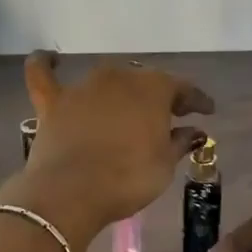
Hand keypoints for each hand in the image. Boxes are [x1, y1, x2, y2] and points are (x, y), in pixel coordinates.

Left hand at [18, 52, 212, 231]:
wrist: (71, 193)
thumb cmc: (128, 179)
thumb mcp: (164, 165)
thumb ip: (179, 142)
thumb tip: (193, 131)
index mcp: (153, 88)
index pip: (182, 88)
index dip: (197, 100)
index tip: (207, 111)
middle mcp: (119, 77)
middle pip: (144, 82)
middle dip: (158, 96)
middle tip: (169, 115)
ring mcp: (83, 87)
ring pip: (106, 80)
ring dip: (119, 92)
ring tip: (127, 107)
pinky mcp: (52, 102)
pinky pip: (43, 73)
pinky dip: (46, 64)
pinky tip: (51, 59)